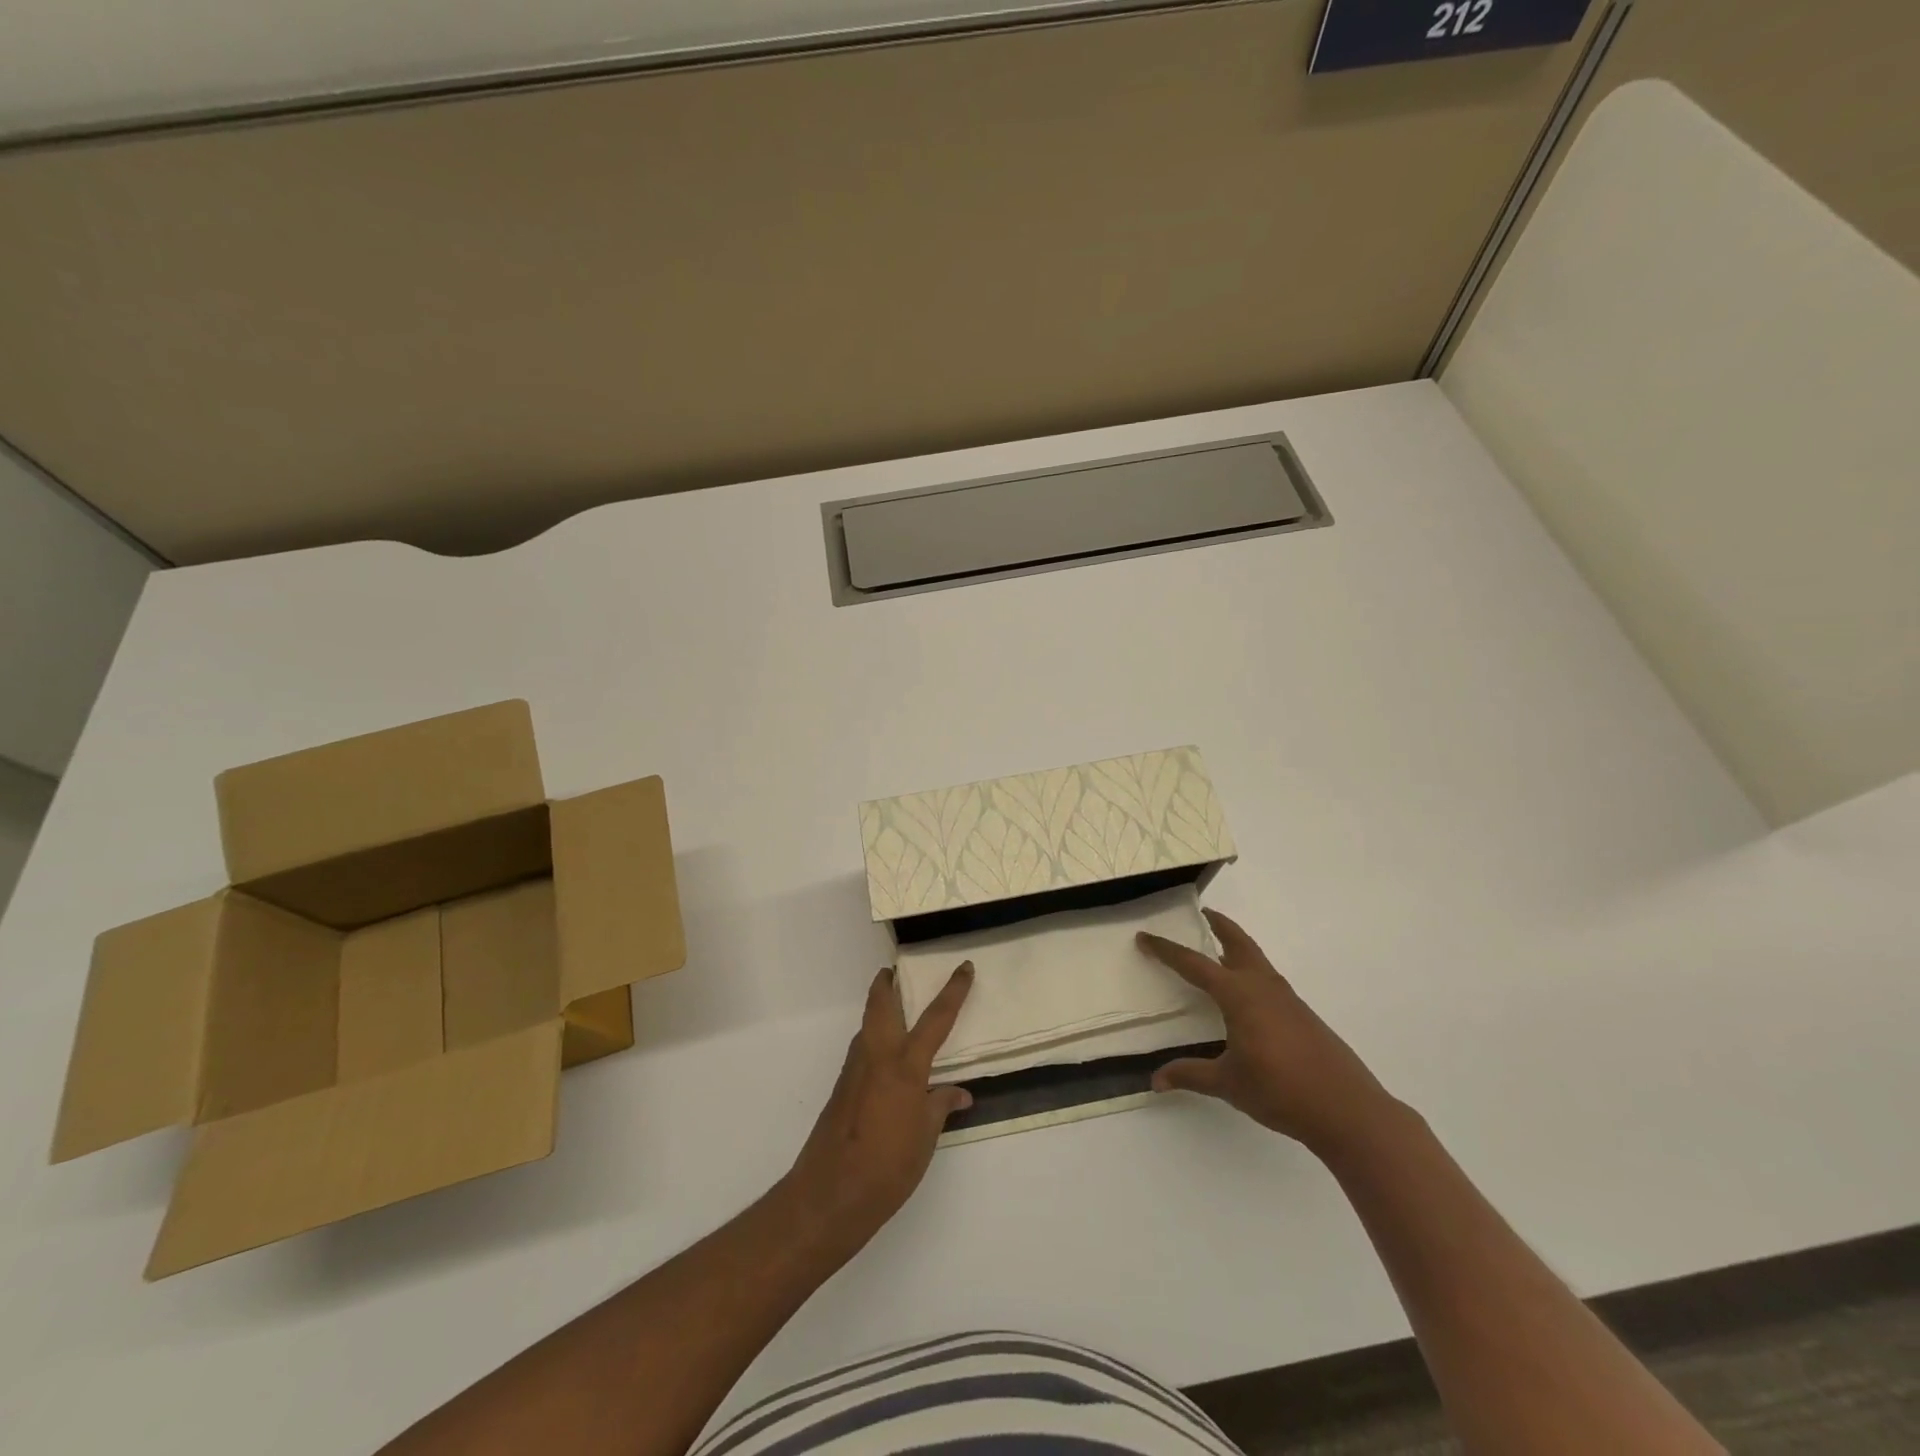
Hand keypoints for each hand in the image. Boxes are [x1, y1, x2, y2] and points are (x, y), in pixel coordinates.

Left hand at [783, 963, 974, 1250]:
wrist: (830, 1193)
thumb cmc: (888, 1165)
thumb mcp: (926, 1137)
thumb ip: (940, 1106)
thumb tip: (959, 1093)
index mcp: (905, 1064)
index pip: (936, 1018)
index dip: (953, 990)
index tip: (963, 967)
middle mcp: (876, 1056)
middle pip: (880, 1003)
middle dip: (887, 983)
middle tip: (896, 971)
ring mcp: (854, 1069)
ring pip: (867, 1025)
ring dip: (879, 1010)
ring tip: (896, 1011)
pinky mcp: (841, 1087)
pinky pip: (862, 1049)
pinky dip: (874, 1039)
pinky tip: (886, 1061)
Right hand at [1138, 910, 1401, 1158]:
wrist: (1348, 1110)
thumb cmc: (1281, 1091)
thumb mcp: (1228, 1084)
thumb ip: (1190, 1075)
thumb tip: (1155, 1080)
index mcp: (1239, 995)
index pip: (1194, 964)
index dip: (1166, 950)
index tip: (1145, 937)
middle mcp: (1263, 987)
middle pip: (1238, 942)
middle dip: (1219, 925)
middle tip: (1201, 913)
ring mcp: (1287, 999)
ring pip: (1256, 960)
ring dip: (1236, 948)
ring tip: (1217, 953)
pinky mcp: (1302, 1015)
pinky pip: (1268, 981)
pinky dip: (1250, 973)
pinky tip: (1245, 998)